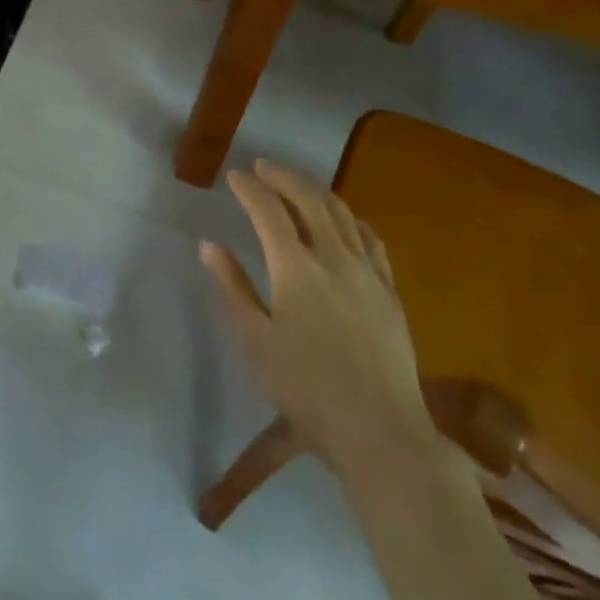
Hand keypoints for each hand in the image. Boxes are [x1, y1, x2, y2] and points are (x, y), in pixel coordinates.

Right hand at [202, 160, 433, 471]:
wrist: (380, 430)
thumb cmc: (306, 389)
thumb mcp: (256, 342)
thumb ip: (232, 288)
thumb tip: (209, 246)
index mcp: (295, 268)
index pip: (268, 211)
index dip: (250, 189)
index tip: (235, 176)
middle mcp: (333, 257)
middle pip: (309, 199)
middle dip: (283, 177)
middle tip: (263, 168)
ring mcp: (367, 271)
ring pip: (341, 213)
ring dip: (315, 191)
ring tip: (297, 186)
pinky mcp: (389, 290)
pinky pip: (370, 238)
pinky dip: (350, 219)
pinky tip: (344, 222)